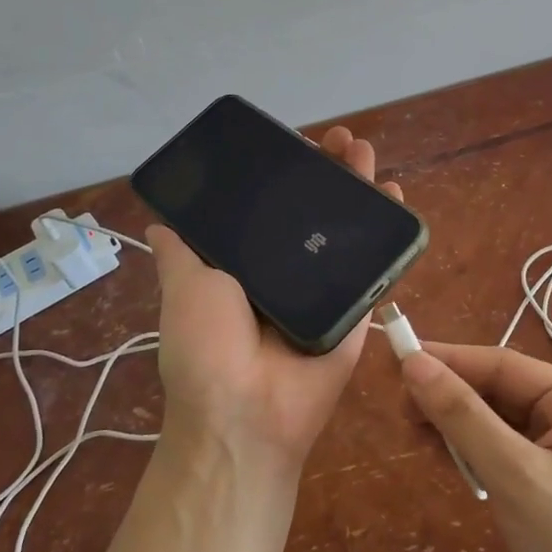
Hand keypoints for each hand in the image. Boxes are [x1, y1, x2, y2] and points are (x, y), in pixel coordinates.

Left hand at [148, 126, 404, 476]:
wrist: (248, 412)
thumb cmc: (207, 347)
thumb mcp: (184, 289)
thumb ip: (180, 253)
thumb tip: (159, 222)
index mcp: (248, 263)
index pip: (271, 206)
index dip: (285, 173)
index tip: (297, 141)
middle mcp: (288, 269)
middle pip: (314, 209)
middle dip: (328, 170)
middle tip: (340, 139)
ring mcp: (326, 285)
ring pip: (347, 227)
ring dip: (359, 186)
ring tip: (365, 150)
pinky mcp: (358, 303)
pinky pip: (376, 262)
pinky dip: (387, 229)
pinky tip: (392, 191)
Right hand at [400, 344, 551, 551]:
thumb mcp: (515, 474)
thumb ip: (462, 416)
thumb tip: (414, 363)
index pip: (501, 364)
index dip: (448, 360)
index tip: (397, 361)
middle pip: (499, 393)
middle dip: (450, 398)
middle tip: (400, 411)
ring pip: (498, 426)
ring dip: (458, 429)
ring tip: (414, 436)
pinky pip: (505, 458)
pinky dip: (474, 458)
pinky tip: (447, 463)